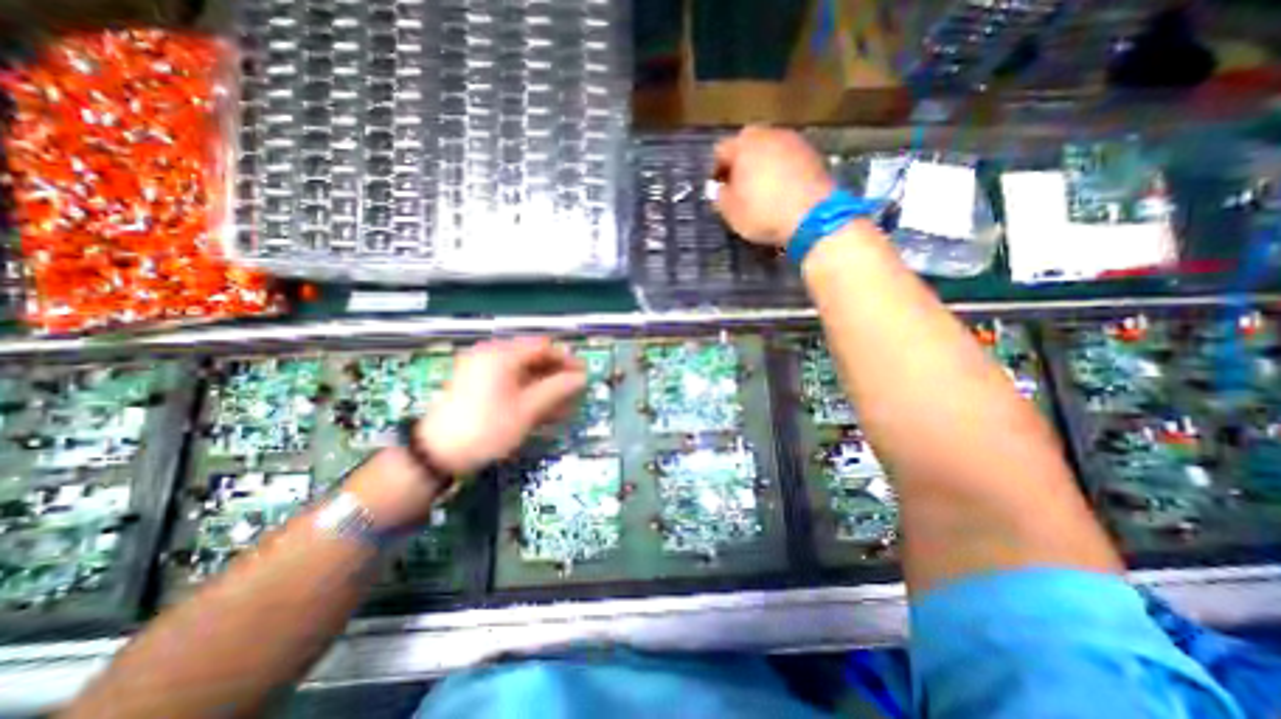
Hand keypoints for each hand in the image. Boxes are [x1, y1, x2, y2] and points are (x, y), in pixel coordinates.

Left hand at [419, 338, 585, 474]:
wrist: (436, 455)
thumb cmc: (486, 428)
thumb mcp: (526, 409)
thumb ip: (557, 389)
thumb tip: (582, 378)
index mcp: (501, 354)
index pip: (543, 347)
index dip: (566, 359)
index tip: (584, 374)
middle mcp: (491, 355)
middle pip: (534, 358)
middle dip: (557, 375)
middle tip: (576, 391)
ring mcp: (483, 370)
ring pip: (524, 372)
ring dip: (546, 385)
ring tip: (564, 404)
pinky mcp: (479, 385)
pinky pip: (512, 382)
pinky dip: (530, 392)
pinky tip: (544, 408)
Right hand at [718, 123, 837, 243]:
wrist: (813, 216)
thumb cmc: (763, 212)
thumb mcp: (730, 212)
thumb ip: (720, 196)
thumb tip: (719, 188)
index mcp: (743, 145)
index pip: (721, 150)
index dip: (717, 170)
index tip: (719, 189)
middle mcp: (769, 134)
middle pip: (748, 144)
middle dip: (742, 162)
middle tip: (740, 186)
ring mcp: (794, 141)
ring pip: (771, 149)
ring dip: (764, 164)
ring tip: (762, 189)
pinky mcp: (814, 154)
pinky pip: (789, 159)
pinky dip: (783, 170)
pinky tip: (782, 190)